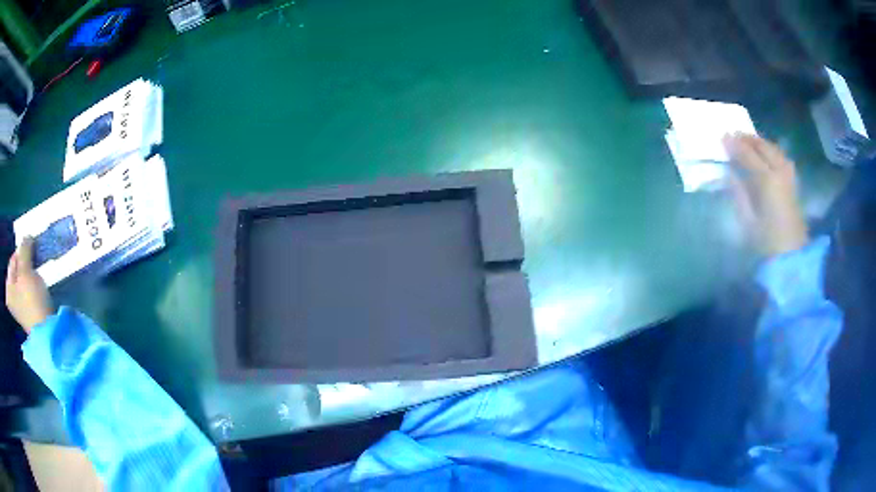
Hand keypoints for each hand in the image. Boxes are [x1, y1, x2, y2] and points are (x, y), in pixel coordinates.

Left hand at [5, 237, 52, 332]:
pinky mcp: (29, 314)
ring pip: (23, 281)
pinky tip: (38, 287)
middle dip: (26, 263)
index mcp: (8, 289)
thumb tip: (27, 236)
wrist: (47, 331)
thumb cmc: (32, 300)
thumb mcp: (26, 270)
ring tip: (37, 272)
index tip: (31, 248)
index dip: (21, 251)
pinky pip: (28, 292)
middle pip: (17, 271)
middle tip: (34, 259)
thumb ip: (24, 249)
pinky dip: (33, 285)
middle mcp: (11, 299)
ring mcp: (20, 309)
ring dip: (30, 273)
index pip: (12, 260)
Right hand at [723, 134, 808, 257]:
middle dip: (747, 138)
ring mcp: (788, 176)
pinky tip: (767, 153)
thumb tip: (729, 174)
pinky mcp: (793, 183)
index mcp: (766, 181)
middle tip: (734, 134)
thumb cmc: (767, 244)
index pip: (747, 155)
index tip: (722, 137)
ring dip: (760, 142)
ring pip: (774, 149)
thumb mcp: (747, 222)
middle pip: (762, 146)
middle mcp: (779, 172)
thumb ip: (738, 194)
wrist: (792, 257)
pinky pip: (782, 157)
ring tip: (749, 140)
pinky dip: (772, 150)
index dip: (734, 145)